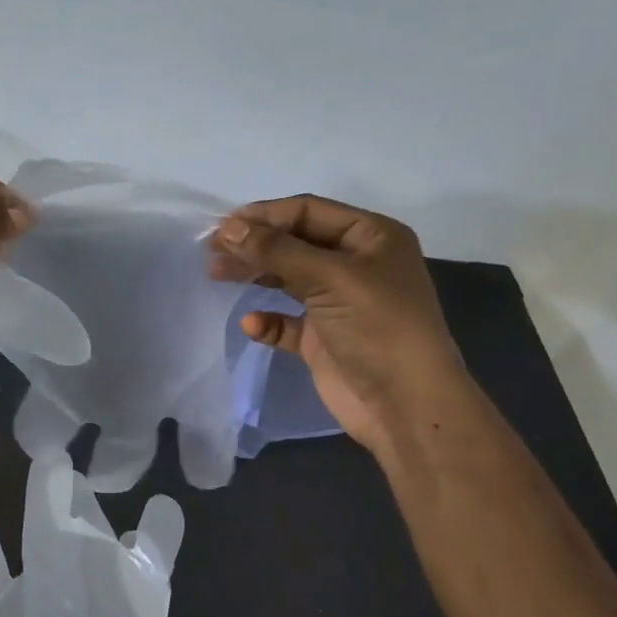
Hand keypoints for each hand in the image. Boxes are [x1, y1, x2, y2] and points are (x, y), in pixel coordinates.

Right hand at [209, 195, 465, 452]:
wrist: (404, 404)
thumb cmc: (377, 326)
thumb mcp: (329, 278)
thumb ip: (276, 250)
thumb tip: (227, 228)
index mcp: (371, 237)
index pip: (308, 212)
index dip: (264, 216)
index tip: (222, 227)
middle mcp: (356, 264)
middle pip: (294, 243)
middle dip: (254, 245)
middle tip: (212, 253)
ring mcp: (338, 303)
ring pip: (287, 278)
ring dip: (255, 275)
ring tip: (217, 275)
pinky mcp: (322, 338)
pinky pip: (286, 321)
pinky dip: (267, 319)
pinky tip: (252, 324)